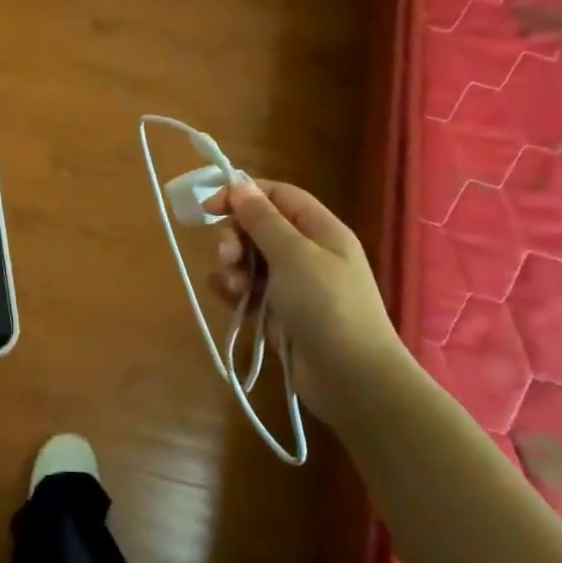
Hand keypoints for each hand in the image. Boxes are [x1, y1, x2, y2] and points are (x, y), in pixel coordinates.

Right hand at [210, 179, 407, 417]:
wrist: (351, 378)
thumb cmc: (327, 305)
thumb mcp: (294, 254)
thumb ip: (263, 219)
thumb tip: (239, 184)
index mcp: (320, 230)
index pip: (277, 196)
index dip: (243, 194)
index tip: (210, 206)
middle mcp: (307, 252)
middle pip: (260, 227)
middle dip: (236, 236)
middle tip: (227, 255)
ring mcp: (293, 285)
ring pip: (251, 259)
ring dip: (234, 265)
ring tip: (234, 286)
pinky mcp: (279, 313)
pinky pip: (249, 290)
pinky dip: (234, 289)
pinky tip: (226, 296)